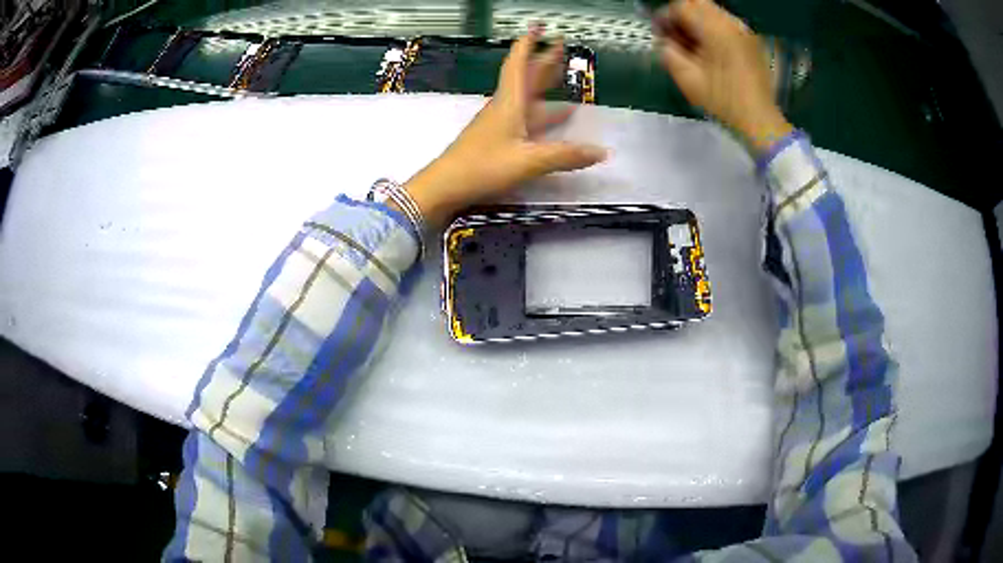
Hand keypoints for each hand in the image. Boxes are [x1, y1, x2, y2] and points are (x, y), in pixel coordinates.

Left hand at [403, 28, 607, 226]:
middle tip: (560, 46)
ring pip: (527, 95)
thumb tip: (602, 152)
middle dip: (543, 59)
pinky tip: (558, 116)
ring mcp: (500, 122)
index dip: (529, 44)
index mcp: (510, 102)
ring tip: (564, 76)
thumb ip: (565, 155)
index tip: (538, 27)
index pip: (519, 64)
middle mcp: (505, 106)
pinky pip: (526, 117)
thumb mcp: (528, 160)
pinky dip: (543, 112)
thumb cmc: (483, 166)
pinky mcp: (498, 138)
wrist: (446, 186)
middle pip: (526, 76)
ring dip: (544, 84)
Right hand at [653, 0, 792, 153]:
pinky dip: (712, 28)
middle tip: (675, 35)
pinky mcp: (751, 40)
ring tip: (692, 43)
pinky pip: (726, 23)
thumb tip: (665, 40)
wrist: (759, 118)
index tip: (660, 34)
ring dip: (697, 21)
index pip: (681, 6)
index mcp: (715, 29)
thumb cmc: (723, 100)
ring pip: (712, 11)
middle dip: (681, 15)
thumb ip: (668, 52)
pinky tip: (709, 48)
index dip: (665, 17)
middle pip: (698, 3)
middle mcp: (731, 23)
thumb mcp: (687, 79)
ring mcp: (744, 30)